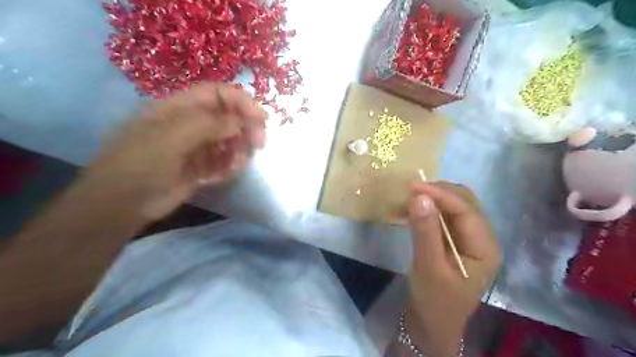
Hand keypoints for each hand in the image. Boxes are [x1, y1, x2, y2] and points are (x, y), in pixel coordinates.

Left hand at [75, 82, 266, 221]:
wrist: (122, 205)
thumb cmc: (140, 164)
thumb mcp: (171, 137)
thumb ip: (208, 124)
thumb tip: (241, 121)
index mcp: (179, 108)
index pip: (217, 94)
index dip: (241, 101)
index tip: (261, 118)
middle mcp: (190, 124)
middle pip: (228, 117)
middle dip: (246, 129)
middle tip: (259, 144)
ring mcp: (197, 147)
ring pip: (230, 141)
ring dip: (239, 152)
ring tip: (234, 166)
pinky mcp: (201, 167)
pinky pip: (224, 162)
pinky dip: (228, 168)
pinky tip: (218, 178)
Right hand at [404, 182, 498, 355]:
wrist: (430, 323)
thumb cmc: (434, 301)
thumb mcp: (428, 267)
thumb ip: (425, 231)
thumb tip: (419, 197)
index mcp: (484, 248)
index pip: (466, 211)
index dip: (440, 195)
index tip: (413, 187)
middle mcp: (481, 238)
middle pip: (463, 203)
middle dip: (437, 193)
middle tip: (408, 193)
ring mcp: (467, 238)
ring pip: (452, 206)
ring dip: (431, 200)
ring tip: (406, 201)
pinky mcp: (453, 240)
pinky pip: (442, 216)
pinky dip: (426, 210)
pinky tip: (409, 212)